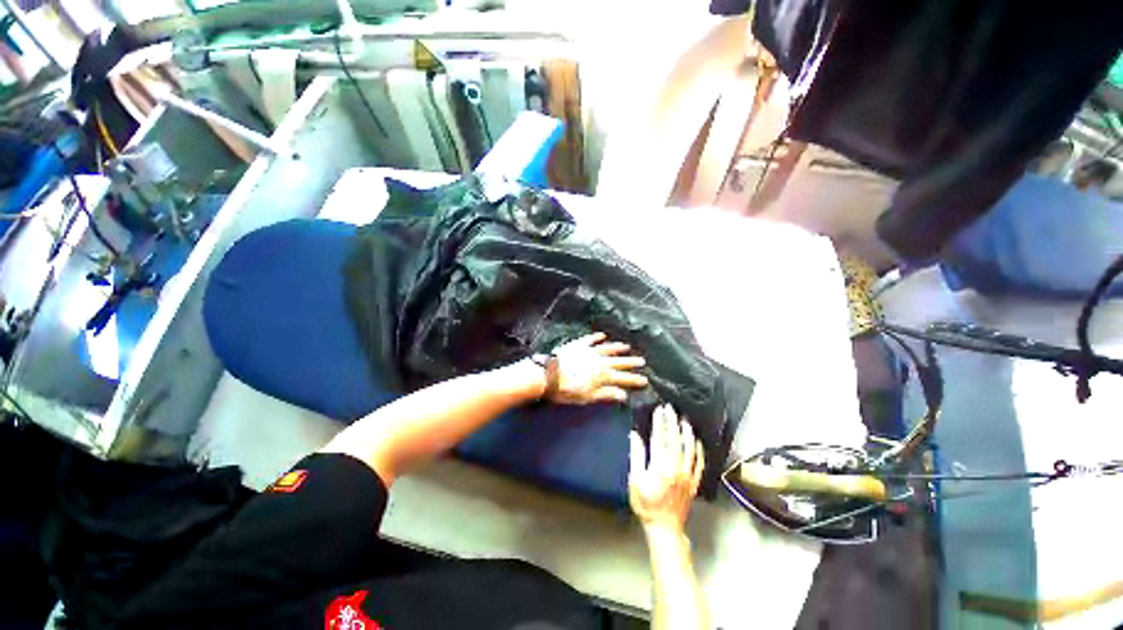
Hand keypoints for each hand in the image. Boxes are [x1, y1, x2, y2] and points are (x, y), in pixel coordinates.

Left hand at [547, 332, 648, 404]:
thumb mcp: (588, 397)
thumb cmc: (567, 390)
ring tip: (626, 347)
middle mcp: (599, 361)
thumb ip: (606, 394)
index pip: (622, 378)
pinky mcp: (578, 345)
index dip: (634, 379)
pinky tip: (602, 335)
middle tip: (642, 360)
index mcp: (603, 375)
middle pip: (618, 361)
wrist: (549, 374)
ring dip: (617, 348)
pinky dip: (597, 337)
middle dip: (631, 362)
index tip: (645, 379)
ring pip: (607, 348)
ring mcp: (589, 351)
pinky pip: (590, 339)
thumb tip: (623, 395)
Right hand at [628, 404, 703, 533]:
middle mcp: (676, 468)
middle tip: (670, 408)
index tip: (658, 410)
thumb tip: (634, 435)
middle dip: (672, 422)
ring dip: (687, 433)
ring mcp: (688, 475)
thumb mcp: (635, 481)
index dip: (659, 422)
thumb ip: (637, 456)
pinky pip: (699, 463)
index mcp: (660, 466)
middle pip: (675, 439)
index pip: (660, 438)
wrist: (665, 528)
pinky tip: (697, 442)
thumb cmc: (646, 504)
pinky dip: (699, 450)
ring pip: (690, 449)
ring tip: (684, 420)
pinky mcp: (694, 482)